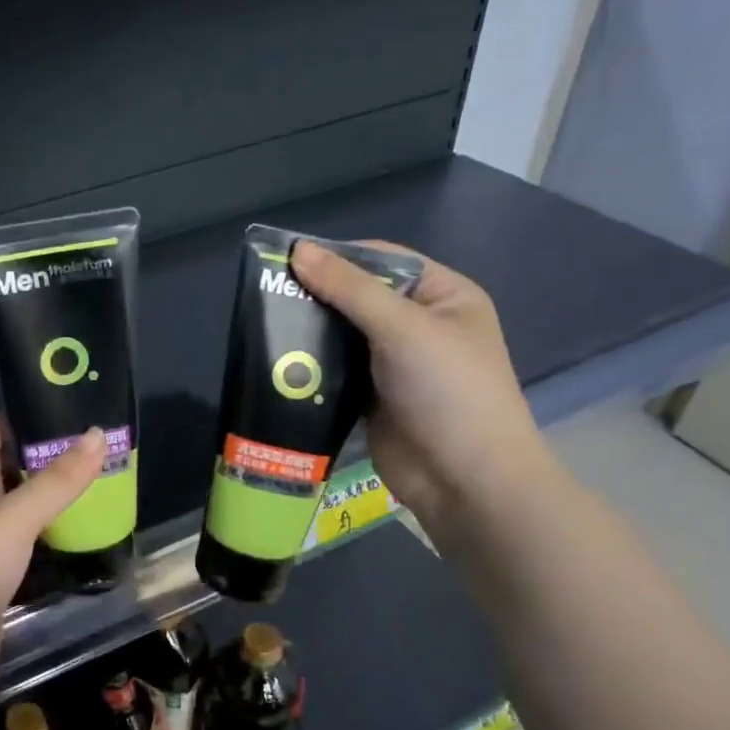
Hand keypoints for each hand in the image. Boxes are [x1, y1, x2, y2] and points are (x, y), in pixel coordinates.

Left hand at [0, 412, 106, 671]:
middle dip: (49, 449)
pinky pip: (17, 516)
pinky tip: (78, 510)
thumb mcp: (15, 519)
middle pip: (7, 452)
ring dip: (49, 482)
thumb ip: (59, 478)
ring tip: (99, 470)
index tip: (79, 414)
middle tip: (100, 443)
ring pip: (15, 487)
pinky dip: (43, 511)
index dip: (32, 414)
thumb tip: (100, 434)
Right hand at [289, 241, 555, 533]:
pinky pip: (337, 370)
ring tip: (264, 323)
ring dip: (311, 331)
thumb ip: (349, 289)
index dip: (339, 256)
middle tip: (266, 292)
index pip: (385, 261)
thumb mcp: (402, 328)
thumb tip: (299, 249)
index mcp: (443, 296)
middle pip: (360, 297)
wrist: (464, 480)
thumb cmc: (447, 391)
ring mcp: (395, 364)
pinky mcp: (373, 397)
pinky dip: (313, 365)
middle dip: (318, 295)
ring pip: (344, 335)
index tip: (288, 258)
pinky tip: (280, 360)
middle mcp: (420, 325)